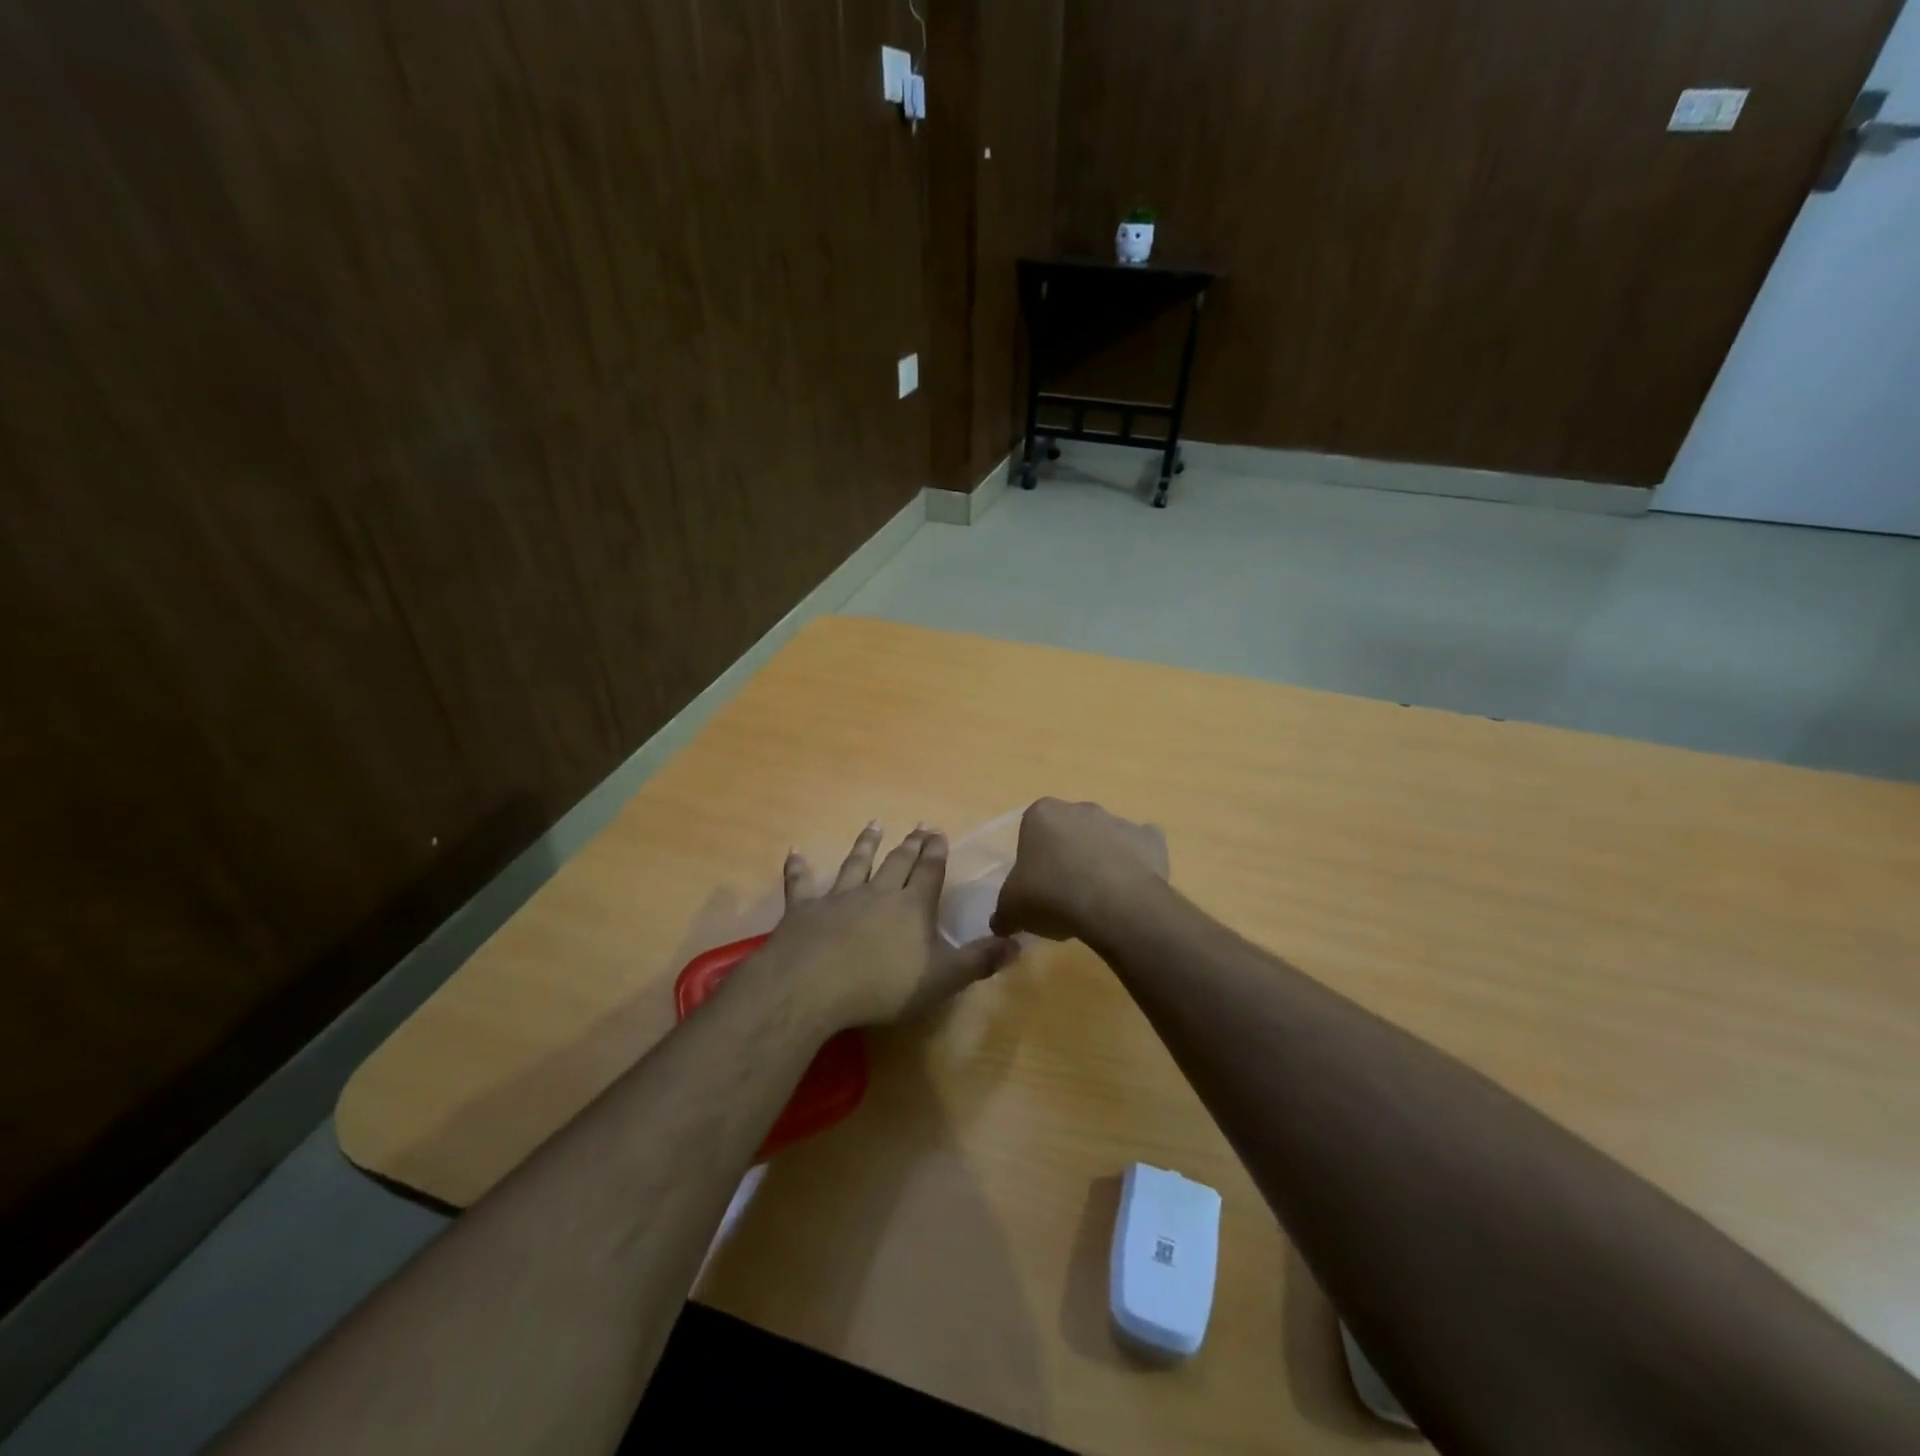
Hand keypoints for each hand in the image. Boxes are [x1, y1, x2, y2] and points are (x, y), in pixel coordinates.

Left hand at [765, 823, 1021, 1029]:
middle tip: (918, 826)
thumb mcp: (942, 979)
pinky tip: (796, 853)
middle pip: (897, 863)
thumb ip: (978, 960)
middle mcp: (878, 893)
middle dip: (910, 845)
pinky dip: (799, 868)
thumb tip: (1018, 944)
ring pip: (856, 864)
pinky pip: (802, 884)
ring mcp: (839, 898)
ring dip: (865, 845)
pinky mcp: (804, 910)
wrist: (813, 985)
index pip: (929, 873)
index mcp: (912, 908)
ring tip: (874, 825)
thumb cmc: (883, 986)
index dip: (936, 853)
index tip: (938, 832)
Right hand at [990, 798, 1169, 941]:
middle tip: (1065, 894)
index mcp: (1042, 814)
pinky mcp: (1151, 839)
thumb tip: (1001, 923)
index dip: (1034, 859)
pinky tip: (1130, 890)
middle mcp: (1080, 808)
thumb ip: (1004, 911)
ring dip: (1101, 860)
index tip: (1037, 886)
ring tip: (1099, 900)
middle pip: (1070, 831)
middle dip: (1068, 855)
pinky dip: (1138, 864)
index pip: (1032, 831)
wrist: (1111, 904)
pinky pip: (1141, 848)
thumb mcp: (1012, 909)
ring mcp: (1119, 821)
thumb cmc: (1051, 896)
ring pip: (1105, 838)